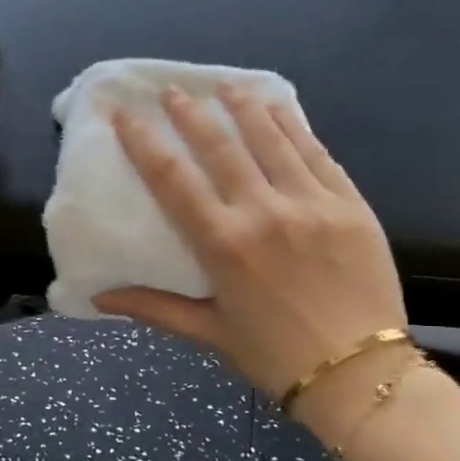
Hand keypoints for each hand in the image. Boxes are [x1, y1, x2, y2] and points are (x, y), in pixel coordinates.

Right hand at [95, 85, 407, 422]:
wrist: (360, 374)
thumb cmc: (276, 357)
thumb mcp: (210, 332)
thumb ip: (154, 307)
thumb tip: (99, 297)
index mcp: (224, 245)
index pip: (172, 179)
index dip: (143, 141)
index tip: (124, 112)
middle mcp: (264, 213)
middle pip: (220, 146)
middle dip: (191, 114)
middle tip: (172, 90)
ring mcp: (312, 203)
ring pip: (271, 139)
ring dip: (244, 108)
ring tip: (226, 86)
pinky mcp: (350, 204)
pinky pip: (317, 153)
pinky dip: (294, 127)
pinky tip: (280, 109)